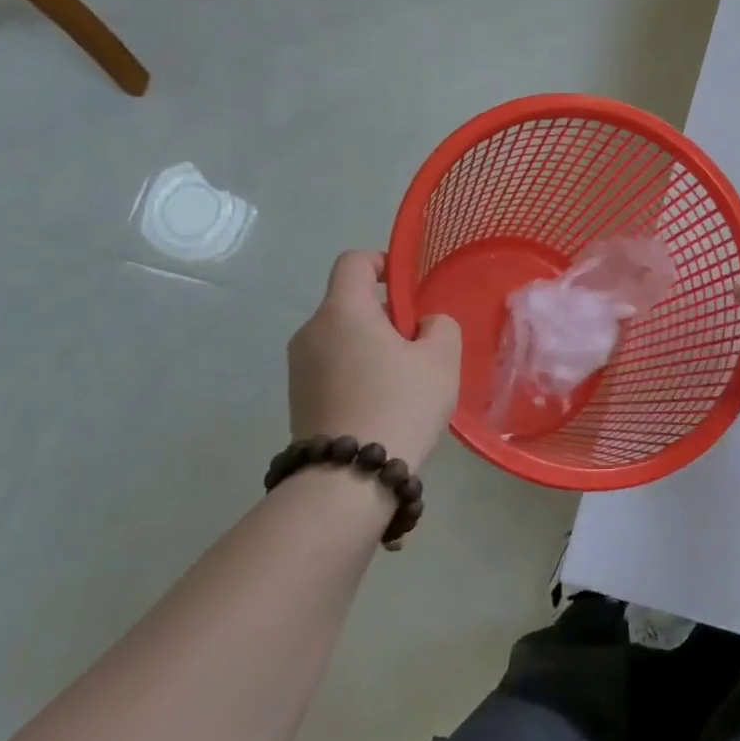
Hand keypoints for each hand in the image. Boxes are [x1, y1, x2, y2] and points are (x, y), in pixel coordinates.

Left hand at [288, 251, 460, 470]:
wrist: (347, 480)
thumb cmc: (400, 404)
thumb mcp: (441, 358)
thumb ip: (439, 326)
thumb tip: (422, 326)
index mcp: (343, 310)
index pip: (354, 261)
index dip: (383, 264)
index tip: (408, 291)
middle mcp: (312, 331)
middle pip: (350, 303)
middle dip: (386, 316)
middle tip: (419, 347)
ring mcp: (299, 368)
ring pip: (343, 338)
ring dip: (373, 347)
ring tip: (404, 383)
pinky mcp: (298, 400)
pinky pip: (333, 368)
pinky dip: (357, 373)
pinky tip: (383, 406)